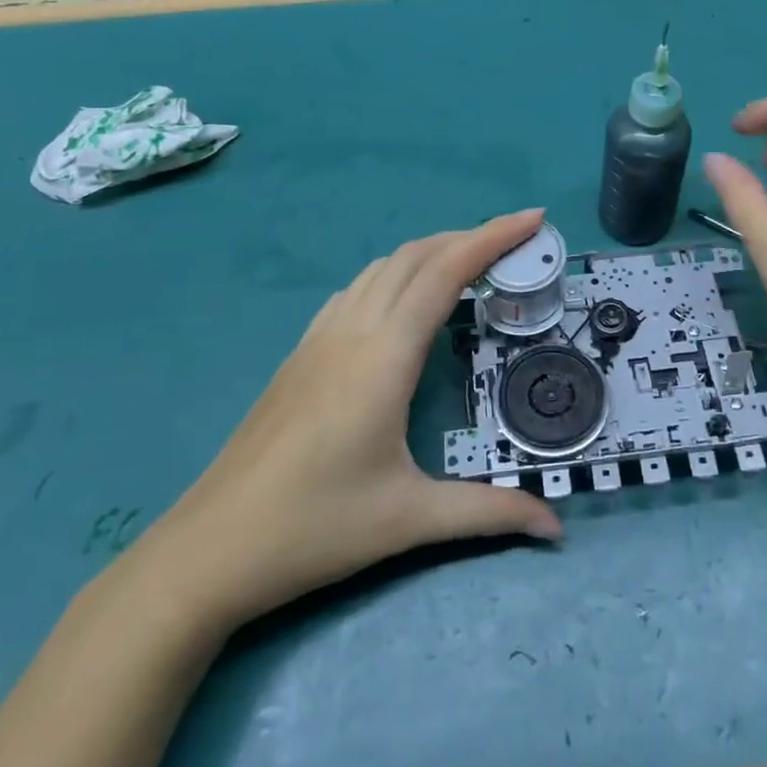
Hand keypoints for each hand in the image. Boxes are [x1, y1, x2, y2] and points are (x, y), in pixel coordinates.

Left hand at [138, 209, 561, 633]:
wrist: (209, 550)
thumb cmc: (315, 528)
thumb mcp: (410, 520)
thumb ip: (489, 513)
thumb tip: (556, 527)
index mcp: (385, 356)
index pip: (446, 272)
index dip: (492, 237)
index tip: (533, 216)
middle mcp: (353, 331)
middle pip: (416, 257)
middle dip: (469, 237)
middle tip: (515, 243)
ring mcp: (320, 339)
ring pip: (382, 268)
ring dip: (430, 252)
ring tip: (470, 264)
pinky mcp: (300, 355)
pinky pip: (356, 290)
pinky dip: (395, 274)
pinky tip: (403, 302)